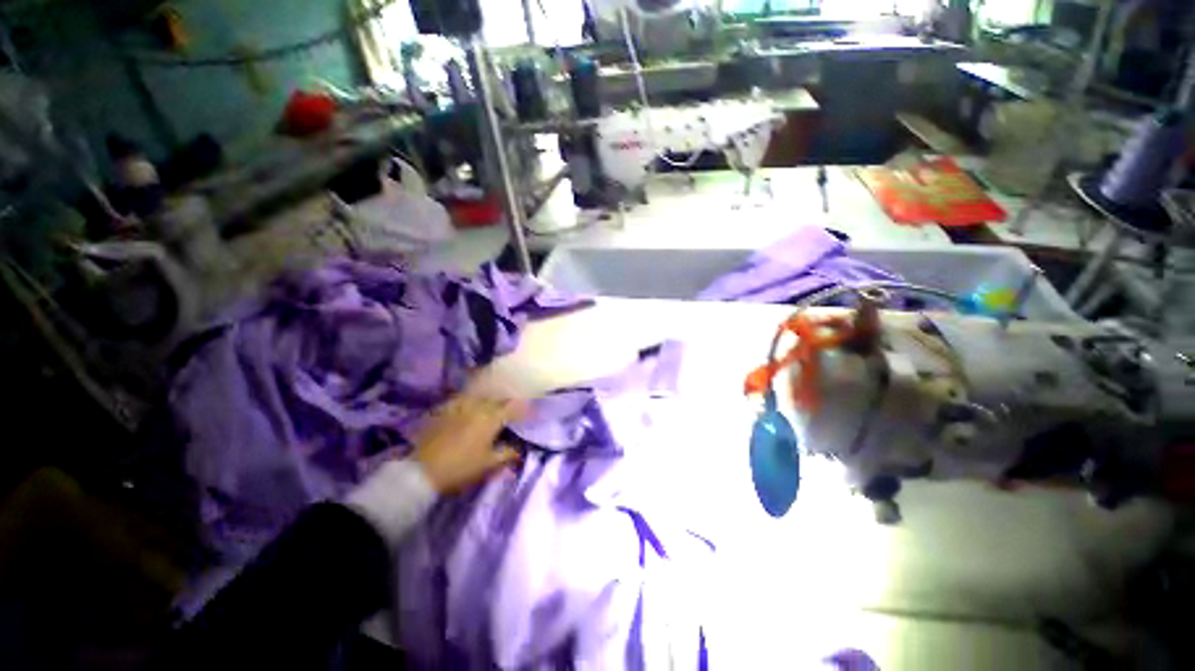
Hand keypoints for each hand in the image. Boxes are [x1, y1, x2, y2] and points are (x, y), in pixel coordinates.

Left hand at [414, 395, 524, 494]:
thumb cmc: (460, 468)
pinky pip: (460, 398)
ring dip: (489, 395)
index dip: (524, 410)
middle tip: (514, 402)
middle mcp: (477, 407)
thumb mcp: (487, 464)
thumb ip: (506, 454)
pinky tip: (469, 402)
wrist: (422, 471)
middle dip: (507, 399)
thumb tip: (519, 450)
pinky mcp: (443, 410)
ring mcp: (459, 406)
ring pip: (478, 394)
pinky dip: (469, 398)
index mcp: (491, 419)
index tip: (533, 412)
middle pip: (496, 397)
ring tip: (494, 397)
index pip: (513, 408)